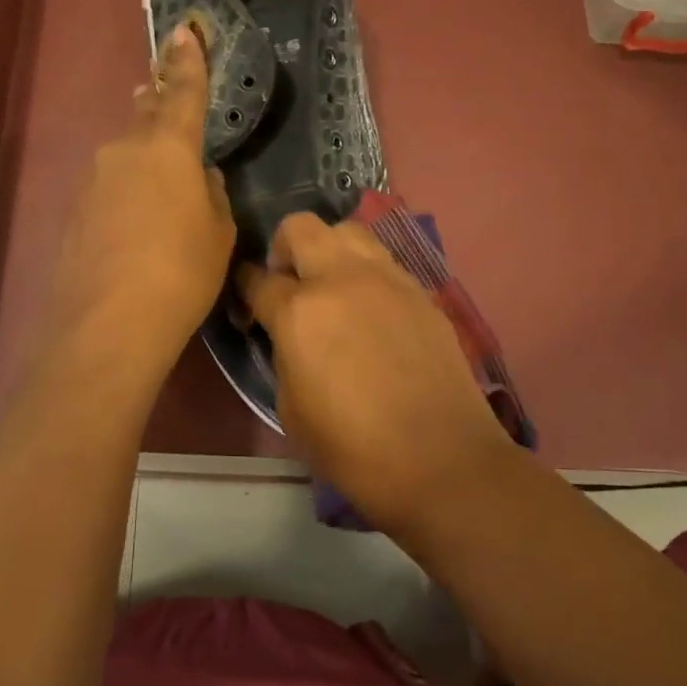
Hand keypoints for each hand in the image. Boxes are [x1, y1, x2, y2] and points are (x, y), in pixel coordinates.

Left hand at [47, 23, 234, 373]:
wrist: (110, 322)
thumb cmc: (182, 272)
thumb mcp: (218, 232)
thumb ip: (212, 194)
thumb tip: (199, 177)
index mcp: (169, 148)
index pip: (183, 92)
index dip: (188, 61)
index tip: (186, 30)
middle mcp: (125, 150)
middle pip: (146, 115)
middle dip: (158, 101)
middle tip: (163, 90)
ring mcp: (93, 179)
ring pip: (125, 153)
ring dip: (142, 154)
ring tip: (159, 174)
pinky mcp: (74, 209)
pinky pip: (109, 185)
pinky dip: (126, 190)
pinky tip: (135, 219)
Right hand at [238, 213, 519, 530]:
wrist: (441, 459)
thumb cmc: (353, 448)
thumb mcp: (291, 409)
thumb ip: (283, 355)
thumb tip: (287, 335)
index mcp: (299, 311)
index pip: (257, 278)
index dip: (245, 288)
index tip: (248, 305)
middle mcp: (341, 279)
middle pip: (300, 227)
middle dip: (283, 248)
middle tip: (289, 285)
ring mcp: (387, 279)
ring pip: (348, 231)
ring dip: (329, 250)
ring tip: (332, 289)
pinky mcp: (420, 291)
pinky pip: (383, 261)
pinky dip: (365, 272)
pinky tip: (370, 310)